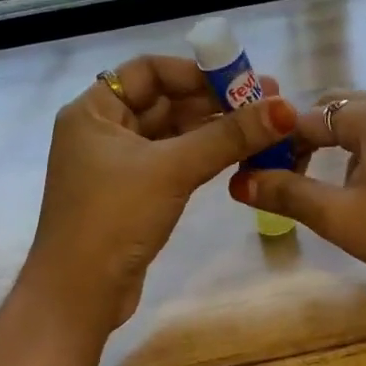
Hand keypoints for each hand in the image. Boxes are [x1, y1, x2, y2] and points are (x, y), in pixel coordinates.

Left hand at [25, 56, 295, 328]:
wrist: (80, 295)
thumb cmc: (114, 218)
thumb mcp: (173, 170)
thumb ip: (230, 136)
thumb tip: (285, 108)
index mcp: (94, 111)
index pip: (149, 71)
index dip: (196, 72)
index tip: (241, 80)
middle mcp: (103, 130)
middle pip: (165, 101)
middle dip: (215, 101)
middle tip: (268, 103)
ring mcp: (118, 164)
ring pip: (173, 133)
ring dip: (215, 129)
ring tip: (264, 127)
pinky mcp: (134, 194)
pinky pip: (174, 161)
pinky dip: (204, 155)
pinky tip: (239, 155)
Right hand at [229, 93, 365, 306]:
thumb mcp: (342, 218)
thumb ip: (288, 194)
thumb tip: (240, 181)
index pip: (307, 118)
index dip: (275, 145)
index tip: (256, 176)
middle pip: (336, 109)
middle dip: (305, 139)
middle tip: (286, 177)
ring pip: (364, 121)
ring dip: (335, 145)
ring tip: (323, 187)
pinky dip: (365, 151)